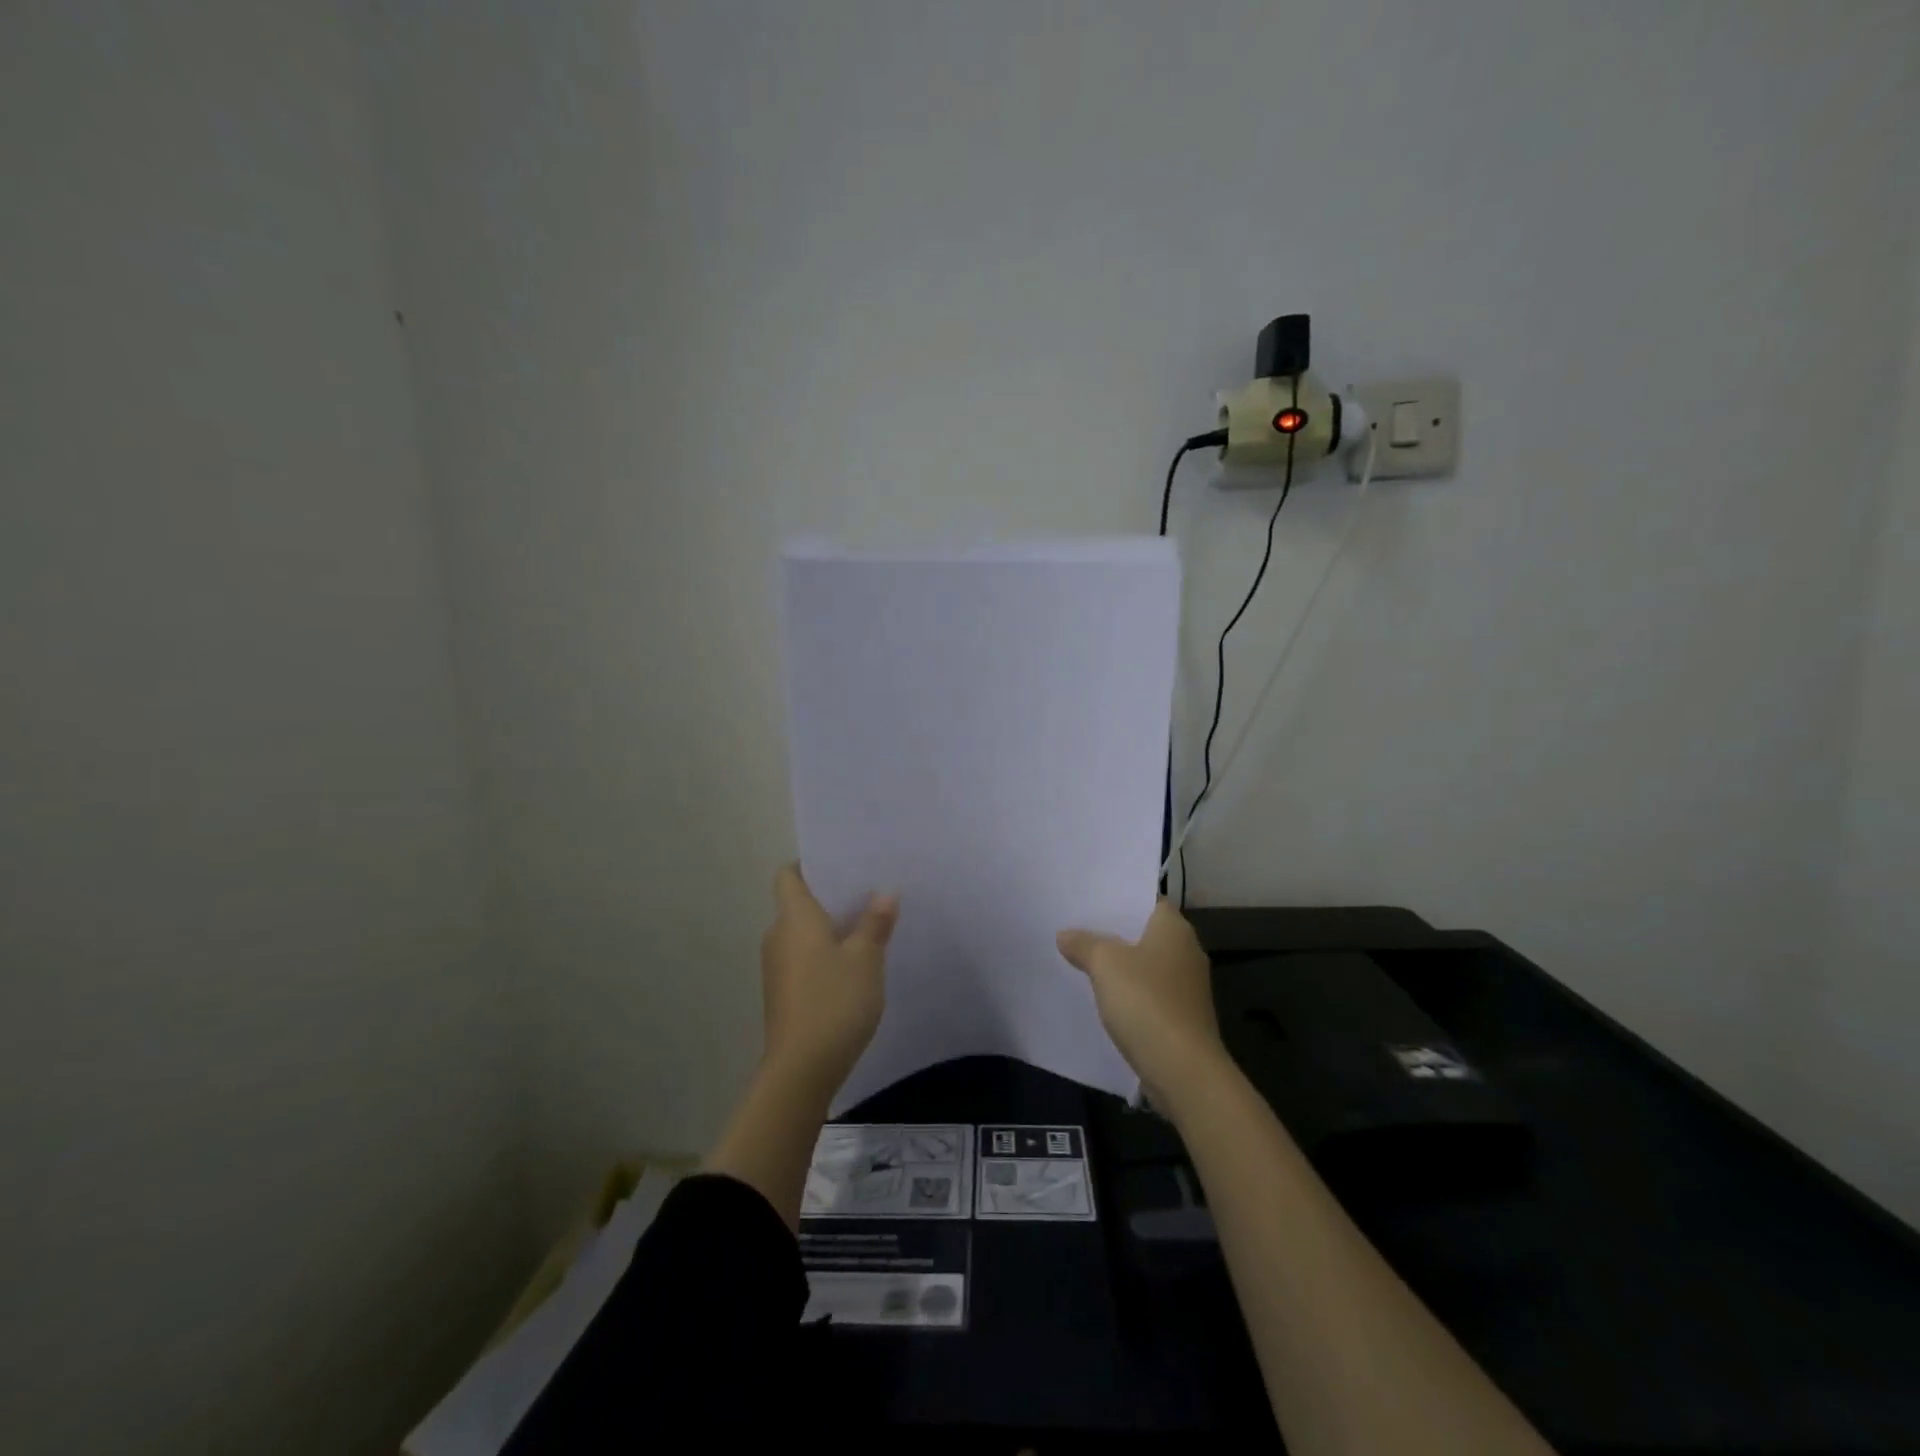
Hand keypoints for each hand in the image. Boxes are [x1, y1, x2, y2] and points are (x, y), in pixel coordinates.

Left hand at [760, 864, 898, 1093]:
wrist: (801, 1069)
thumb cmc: (834, 1002)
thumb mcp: (866, 958)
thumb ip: (875, 922)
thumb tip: (885, 892)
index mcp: (794, 917)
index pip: (789, 874)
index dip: (811, 864)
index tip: (842, 865)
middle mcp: (778, 935)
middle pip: (799, 902)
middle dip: (831, 897)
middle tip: (869, 892)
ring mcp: (777, 966)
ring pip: (803, 933)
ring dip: (830, 928)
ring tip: (868, 926)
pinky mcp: (783, 992)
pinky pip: (804, 957)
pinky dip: (824, 953)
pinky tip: (854, 966)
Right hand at [1057, 900, 1225, 1106]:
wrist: (1184, 1071)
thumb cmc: (1147, 1002)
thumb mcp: (1105, 964)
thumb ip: (1084, 944)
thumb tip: (1066, 934)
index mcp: (1174, 929)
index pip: (1148, 900)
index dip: (1121, 898)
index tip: (1091, 901)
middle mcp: (1187, 952)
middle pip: (1145, 933)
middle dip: (1115, 933)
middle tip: (1078, 928)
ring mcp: (1188, 987)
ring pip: (1146, 965)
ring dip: (1121, 966)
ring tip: (1083, 961)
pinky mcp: (1183, 1018)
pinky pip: (1150, 995)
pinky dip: (1130, 994)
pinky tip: (1104, 999)